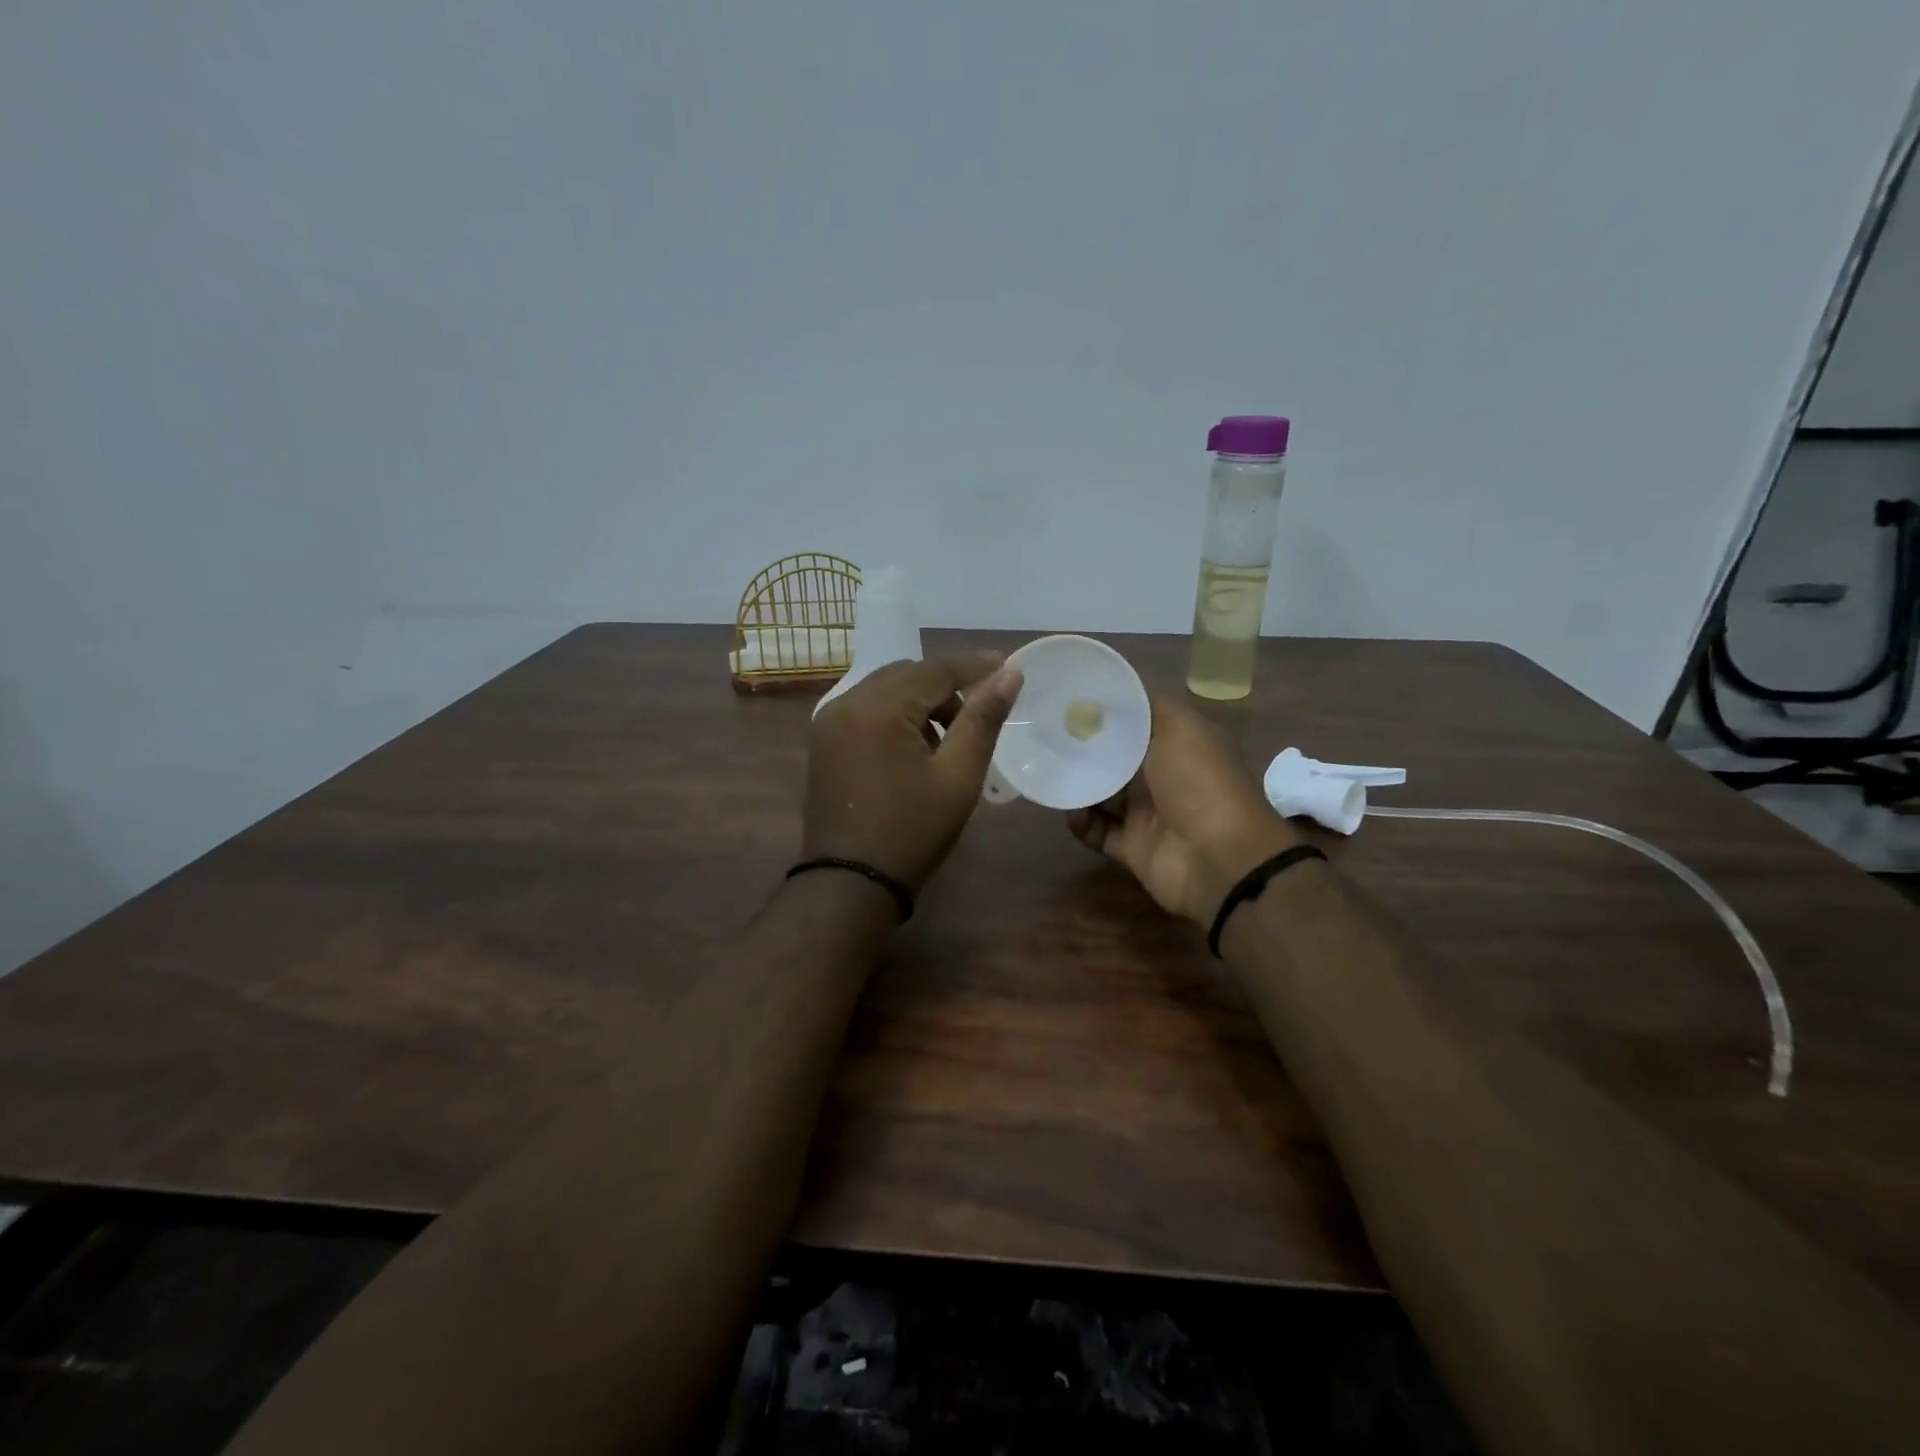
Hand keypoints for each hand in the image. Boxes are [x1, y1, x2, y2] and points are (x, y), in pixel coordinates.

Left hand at [804, 655, 1022, 889]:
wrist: (849, 884)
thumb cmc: (912, 831)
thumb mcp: (958, 776)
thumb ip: (983, 719)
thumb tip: (1010, 674)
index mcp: (878, 708)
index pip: (934, 669)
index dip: (974, 666)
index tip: (1008, 666)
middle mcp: (846, 703)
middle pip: (907, 675)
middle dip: (946, 686)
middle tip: (980, 712)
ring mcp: (828, 722)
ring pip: (885, 690)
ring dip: (920, 701)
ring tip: (949, 738)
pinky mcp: (823, 742)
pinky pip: (866, 710)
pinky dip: (895, 716)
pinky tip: (915, 748)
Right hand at [1069, 691, 1300, 926]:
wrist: (1218, 858)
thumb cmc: (1199, 781)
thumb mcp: (1180, 726)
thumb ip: (1147, 706)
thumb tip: (1115, 689)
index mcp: (1179, 742)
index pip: (1138, 720)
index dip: (1108, 709)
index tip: (1070, 698)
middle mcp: (1164, 775)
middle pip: (1115, 756)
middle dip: (1085, 747)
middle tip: (1048, 735)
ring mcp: (1148, 813)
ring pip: (1102, 794)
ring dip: (1078, 784)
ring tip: (1050, 771)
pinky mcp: (1133, 847)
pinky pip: (1098, 832)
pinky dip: (1082, 824)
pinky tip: (1070, 812)